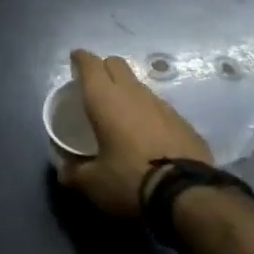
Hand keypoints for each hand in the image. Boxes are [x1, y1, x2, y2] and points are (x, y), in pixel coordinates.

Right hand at [57, 49, 212, 216]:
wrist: (188, 195)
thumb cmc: (130, 181)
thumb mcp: (93, 184)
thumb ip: (74, 173)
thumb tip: (65, 171)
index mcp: (105, 99)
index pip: (90, 63)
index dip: (80, 58)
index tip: (74, 60)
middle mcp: (133, 93)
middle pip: (116, 64)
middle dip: (104, 68)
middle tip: (95, 87)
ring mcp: (162, 105)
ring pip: (139, 85)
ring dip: (127, 92)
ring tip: (121, 115)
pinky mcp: (183, 121)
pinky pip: (159, 107)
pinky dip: (148, 114)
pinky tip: (147, 135)